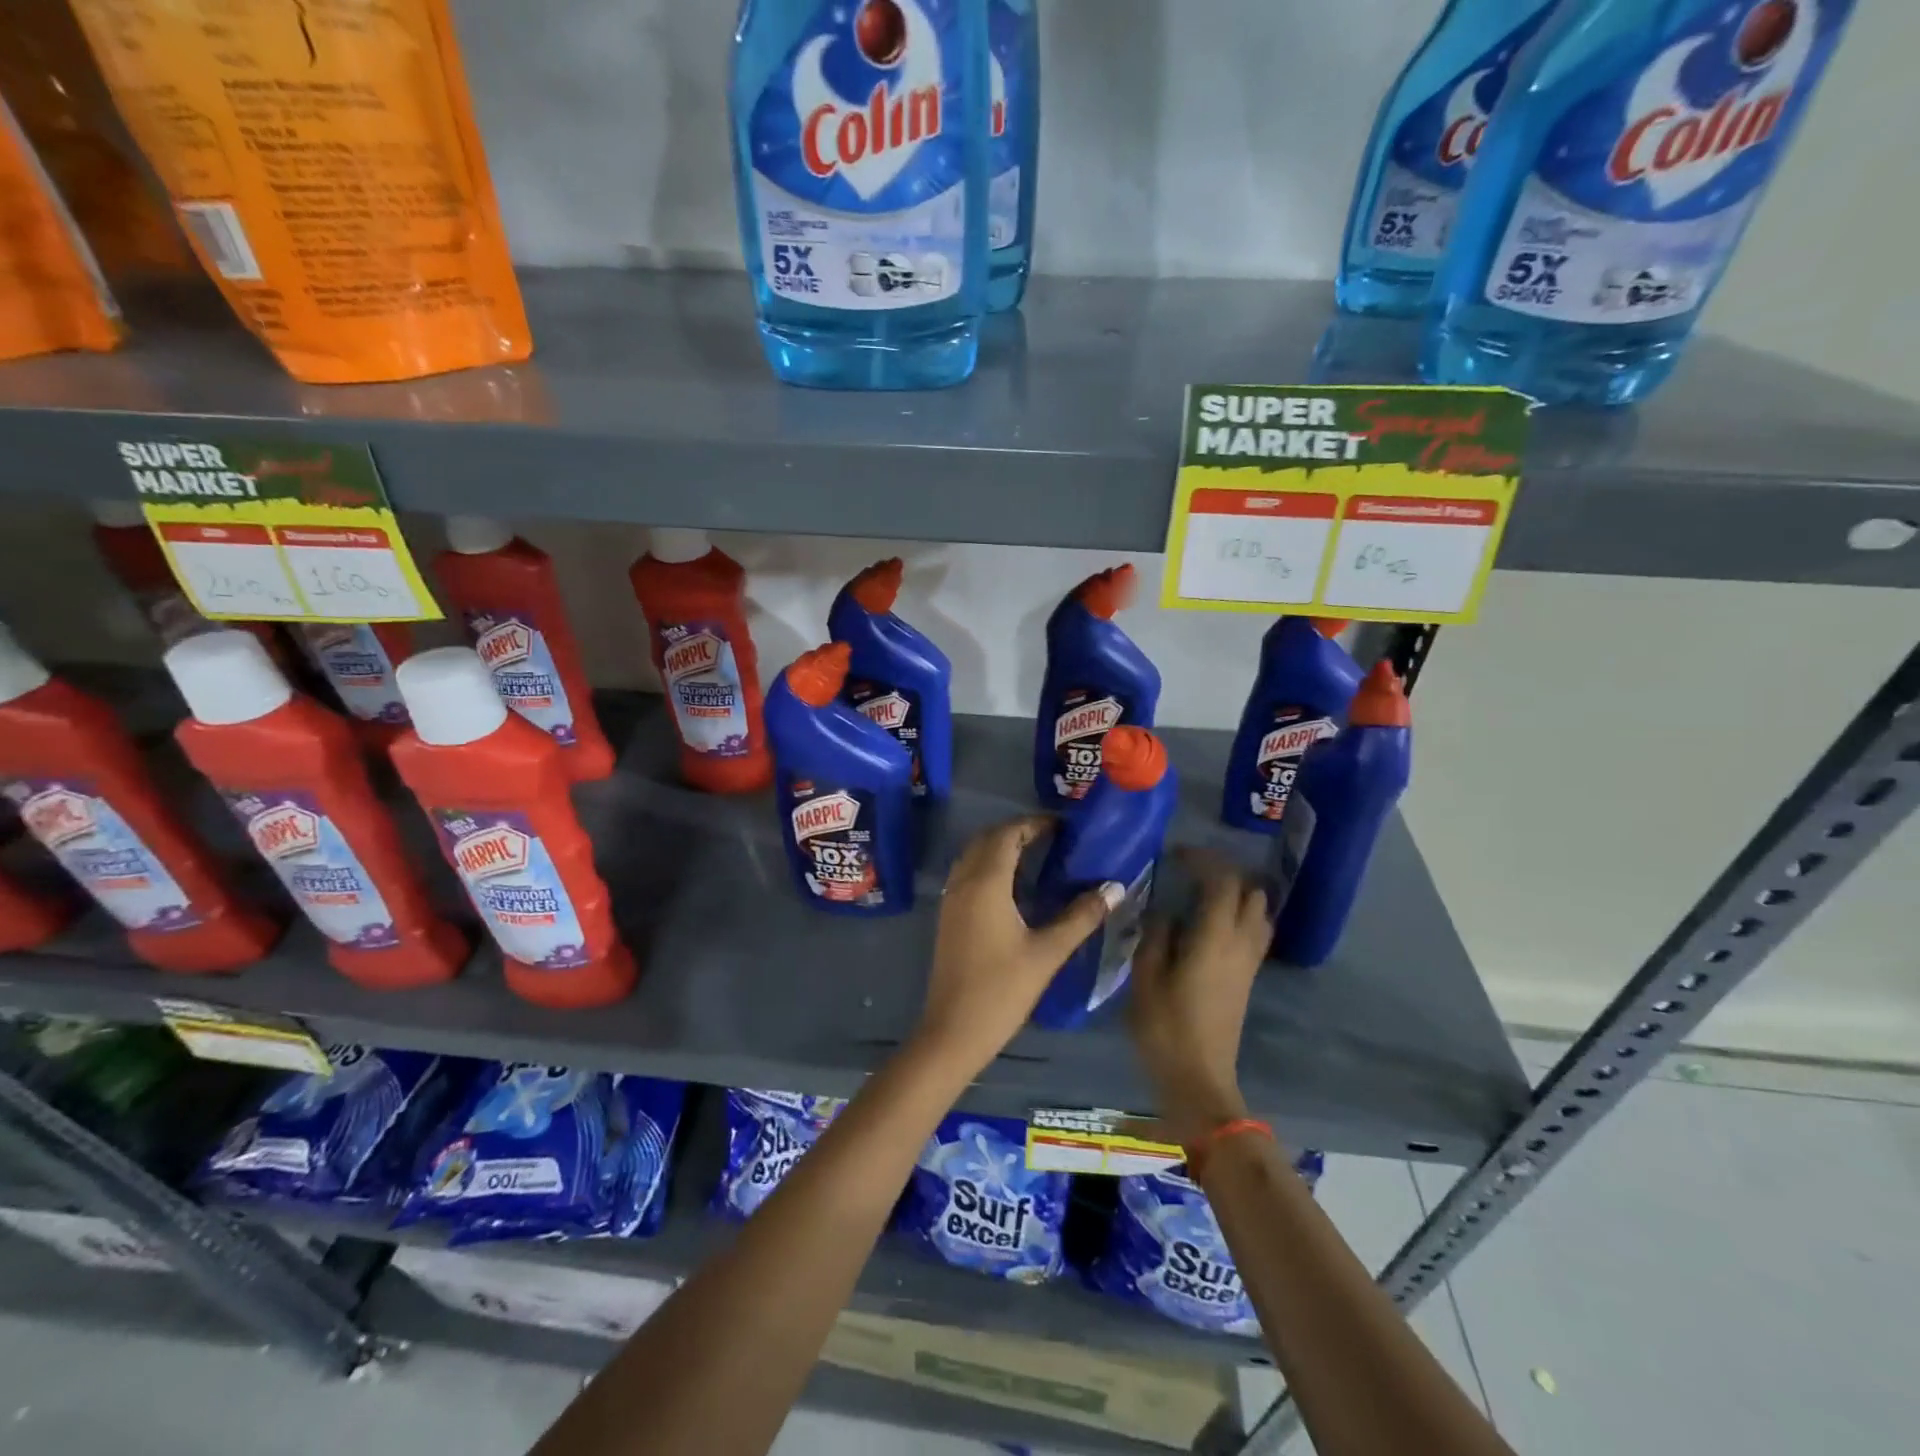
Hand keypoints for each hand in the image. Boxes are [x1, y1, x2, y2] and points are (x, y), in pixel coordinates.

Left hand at [913, 816, 1121, 1075]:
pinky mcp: (948, 916)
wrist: (954, 1030)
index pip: (1007, 835)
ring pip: (973, 855)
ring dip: (999, 847)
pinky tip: (1012, 887)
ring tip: (1035, 856)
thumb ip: (1080, 917)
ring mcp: (951, 899)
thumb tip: (1113, 888)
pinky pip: (967, 874)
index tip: (1062, 826)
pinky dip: (988, 866)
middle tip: (1051, 838)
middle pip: (986, 839)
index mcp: (986, 884)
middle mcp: (963, 883)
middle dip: (1016, 831)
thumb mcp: (1047, 952)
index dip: (1033, 824)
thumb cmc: (1003, 990)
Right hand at [1128, 850, 1268, 1143]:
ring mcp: (1248, 963)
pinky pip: (1254, 932)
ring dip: (1235, 893)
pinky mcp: (1247, 978)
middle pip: (1249, 893)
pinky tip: (1210, 921)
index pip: (1222, 883)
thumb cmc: (1166, 1029)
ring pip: (1258, 912)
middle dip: (1224, 872)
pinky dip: (1238, 914)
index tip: (1176, 854)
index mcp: (1214, 939)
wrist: (1199, 1080)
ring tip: (1201, 891)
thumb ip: (1155, 937)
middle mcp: (1240, 945)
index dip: (1203, 860)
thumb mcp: (1146, 979)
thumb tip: (1164, 912)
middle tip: (1190, 870)